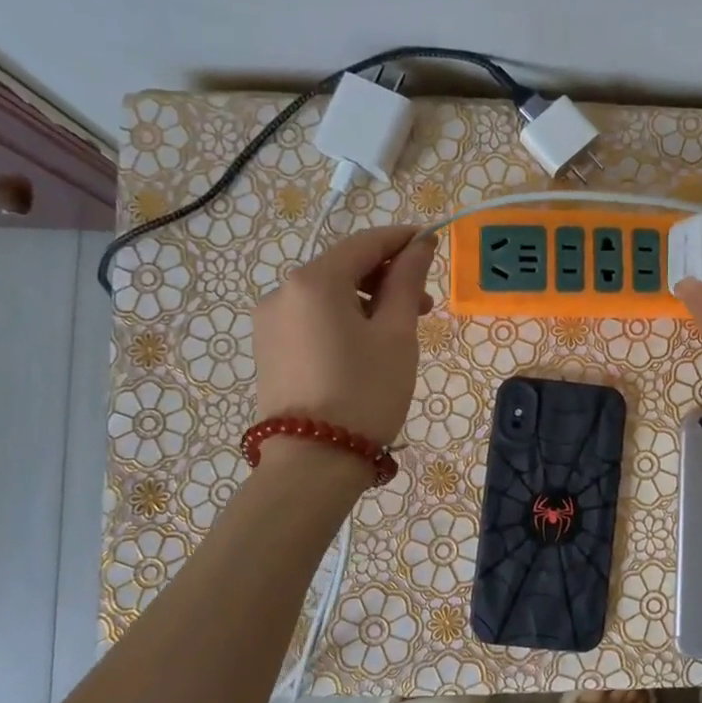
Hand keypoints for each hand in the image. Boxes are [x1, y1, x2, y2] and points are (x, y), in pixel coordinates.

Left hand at [253, 226, 437, 448]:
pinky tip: (367, 345)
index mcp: (313, 281)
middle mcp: (282, 292)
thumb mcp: (395, 334)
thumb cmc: (365, 393)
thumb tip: (419, 244)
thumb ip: (406, 282)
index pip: (364, 243)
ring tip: (400, 330)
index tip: (432, 242)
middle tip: (425, 304)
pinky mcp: (269, 349)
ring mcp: (270, 322)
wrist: (312, 463)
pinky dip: (343, 319)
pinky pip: (312, 318)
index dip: (401, 239)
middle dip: (386, 277)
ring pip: (328, 295)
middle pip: (343, 267)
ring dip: (366, 300)